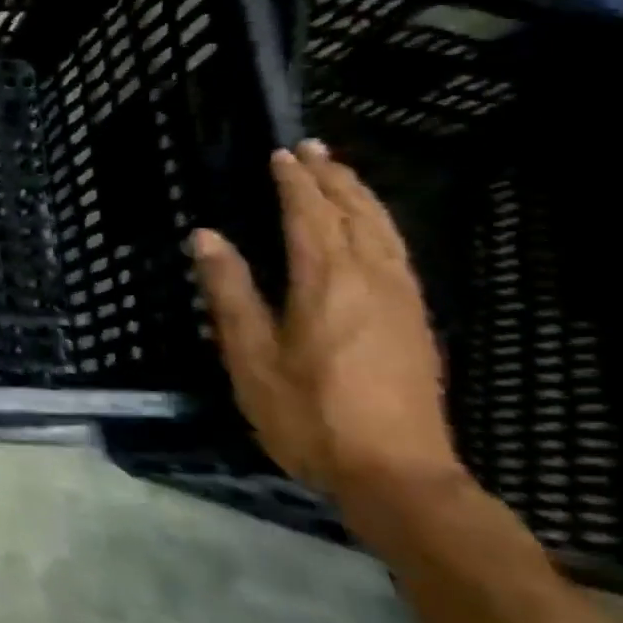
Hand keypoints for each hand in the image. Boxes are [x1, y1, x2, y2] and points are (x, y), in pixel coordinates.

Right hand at [191, 140, 463, 512]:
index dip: (295, 184)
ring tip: (340, 172)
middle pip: (356, 215)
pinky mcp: (415, 322)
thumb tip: (206, 236)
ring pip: (385, 231)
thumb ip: (230, 291)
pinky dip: (380, 225)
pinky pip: (398, 253)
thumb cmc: (307, 413)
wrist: (396, 474)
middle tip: (311, 148)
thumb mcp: (250, 355)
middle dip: (333, 178)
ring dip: (360, 196)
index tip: (280, 154)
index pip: (310, 217)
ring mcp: (402, 301)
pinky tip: (370, 229)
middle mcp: (373, 281)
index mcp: (327, 283)